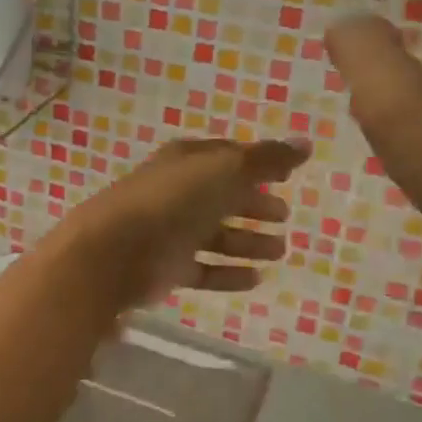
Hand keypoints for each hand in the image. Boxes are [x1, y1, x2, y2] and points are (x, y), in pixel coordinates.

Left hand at [59, 138, 309, 306]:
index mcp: (186, 161)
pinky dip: (228, 273)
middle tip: (284, 215)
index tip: (285, 176)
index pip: (225, 157)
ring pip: (215, 235)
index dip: (255, 164)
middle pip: (221, 197)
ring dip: (247, 241)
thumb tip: (306, 143)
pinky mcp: (166, 268)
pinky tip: (256, 278)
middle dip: (252, 204)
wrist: (115, 251)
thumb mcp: (224, 171)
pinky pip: (204, 270)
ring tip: (280, 250)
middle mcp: (176, 193)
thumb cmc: (172, 201)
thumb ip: (266, 159)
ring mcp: (169, 232)